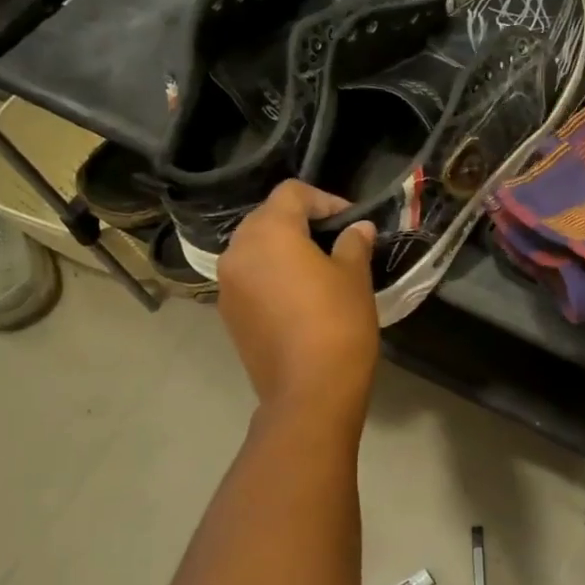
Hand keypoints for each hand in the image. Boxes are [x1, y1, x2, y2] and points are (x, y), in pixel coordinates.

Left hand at [217, 181, 379, 417]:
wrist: (308, 391)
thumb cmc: (337, 323)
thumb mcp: (354, 277)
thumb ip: (353, 244)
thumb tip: (357, 229)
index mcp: (269, 232)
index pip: (292, 193)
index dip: (325, 200)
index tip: (351, 221)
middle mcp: (238, 251)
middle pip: (267, 218)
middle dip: (301, 223)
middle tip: (336, 241)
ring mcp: (228, 285)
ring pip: (255, 250)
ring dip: (283, 250)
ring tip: (317, 269)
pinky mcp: (228, 314)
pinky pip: (249, 279)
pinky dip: (271, 276)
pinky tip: (298, 298)